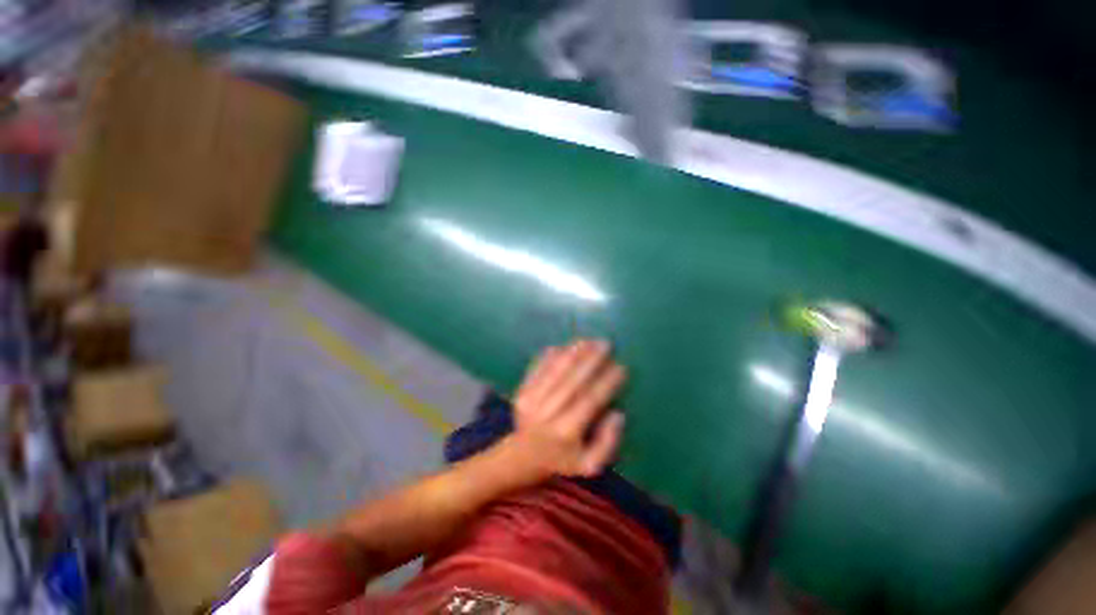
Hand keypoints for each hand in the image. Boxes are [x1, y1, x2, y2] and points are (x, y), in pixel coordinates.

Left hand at [507, 339, 626, 477]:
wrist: (521, 456)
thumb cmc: (561, 459)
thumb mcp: (589, 465)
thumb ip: (607, 443)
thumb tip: (617, 414)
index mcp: (566, 432)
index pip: (591, 400)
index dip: (606, 382)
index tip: (621, 367)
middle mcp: (548, 414)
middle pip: (573, 380)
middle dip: (591, 359)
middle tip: (606, 344)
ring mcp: (531, 400)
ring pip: (556, 370)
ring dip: (573, 352)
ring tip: (588, 340)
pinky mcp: (521, 391)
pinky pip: (538, 368)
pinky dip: (551, 355)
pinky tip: (565, 346)